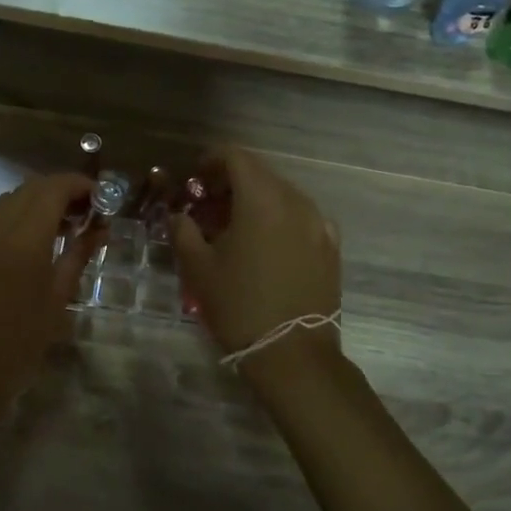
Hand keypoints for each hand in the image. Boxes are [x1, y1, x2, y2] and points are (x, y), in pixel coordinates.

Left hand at [0, 173, 98, 418]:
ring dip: (38, 203)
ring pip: (10, 200)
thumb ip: (78, 255)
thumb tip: (100, 228)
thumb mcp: (57, 300)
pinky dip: (16, 217)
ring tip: (62, 228)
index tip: (101, 200)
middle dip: (61, 192)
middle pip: (31, 188)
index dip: (80, 186)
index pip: (54, 188)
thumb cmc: (18, 345)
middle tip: (87, 215)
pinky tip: (30, 242)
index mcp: (23, 238)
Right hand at [173, 148, 342, 360]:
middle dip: (230, 183)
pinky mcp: (331, 247)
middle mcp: (296, 201)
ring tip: (233, 230)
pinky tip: (264, 247)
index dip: (210, 161)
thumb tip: (179, 215)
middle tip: (206, 207)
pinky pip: (300, 218)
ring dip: (254, 202)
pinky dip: (278, 220)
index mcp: (262, 199)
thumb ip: (183, 230)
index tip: (193, 179)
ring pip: (281, 196)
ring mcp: (319, 224)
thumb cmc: (239, 305)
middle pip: (260, 174)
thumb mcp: (198, 267)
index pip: (236, 157)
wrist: (293, 353)